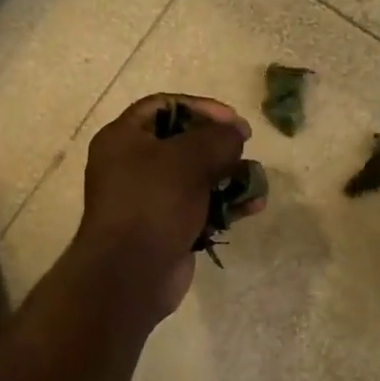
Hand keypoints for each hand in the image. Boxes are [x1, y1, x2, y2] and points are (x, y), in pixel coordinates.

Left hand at [75, 94, 258, 321]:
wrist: (132, 274)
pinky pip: (200, 206)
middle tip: (244, 149)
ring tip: (256, 181)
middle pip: (181, 141)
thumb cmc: (154, 203)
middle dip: (218, 145)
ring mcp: (149, 199)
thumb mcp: (189, 158)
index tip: (232, 120)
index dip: (200, 107)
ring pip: (195, 176)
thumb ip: (218, 138)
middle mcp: (132, 164)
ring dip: (229, 176)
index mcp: (123, 138)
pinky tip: (253, 207)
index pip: (163, 106)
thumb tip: (235, 133)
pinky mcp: (166, 227)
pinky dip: (225, 204)